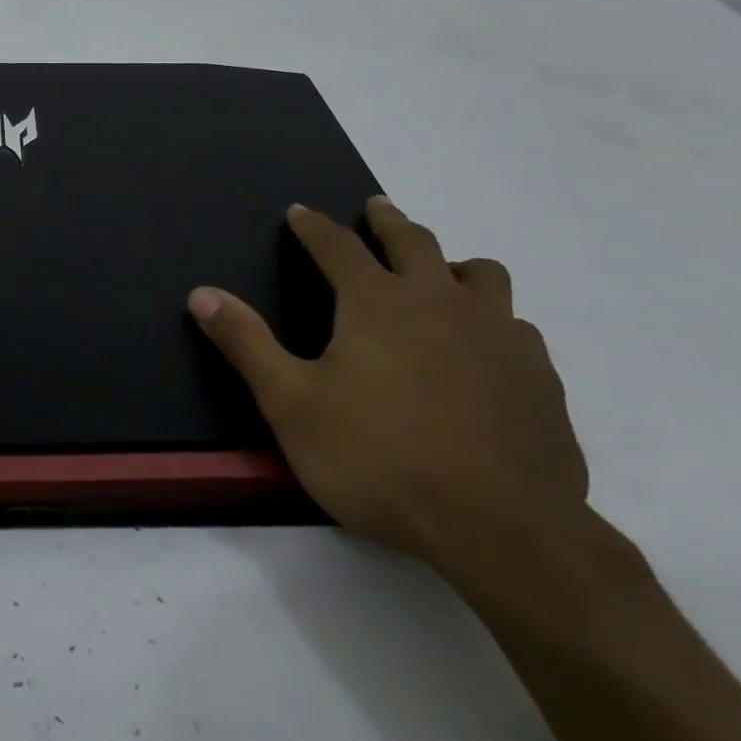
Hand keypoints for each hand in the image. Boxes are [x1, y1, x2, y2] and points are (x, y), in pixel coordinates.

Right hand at [188, 197, 588, 574]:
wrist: (502, 531)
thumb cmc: (380, 460)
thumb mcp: (291, 404)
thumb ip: (246, 343)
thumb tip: (201, 294)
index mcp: (376, 302)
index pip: (337, 245)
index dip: (313, 225)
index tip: (299, 212)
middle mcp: (439, 301)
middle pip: (413, 241)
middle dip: (387, 221)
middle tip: (375, 209)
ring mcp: (498, 335)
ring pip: (481, 274)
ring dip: (452, 264)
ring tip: (439, 274)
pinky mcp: (539, 376)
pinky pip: (517, 326)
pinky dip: (493, 321)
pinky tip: (485, 348)